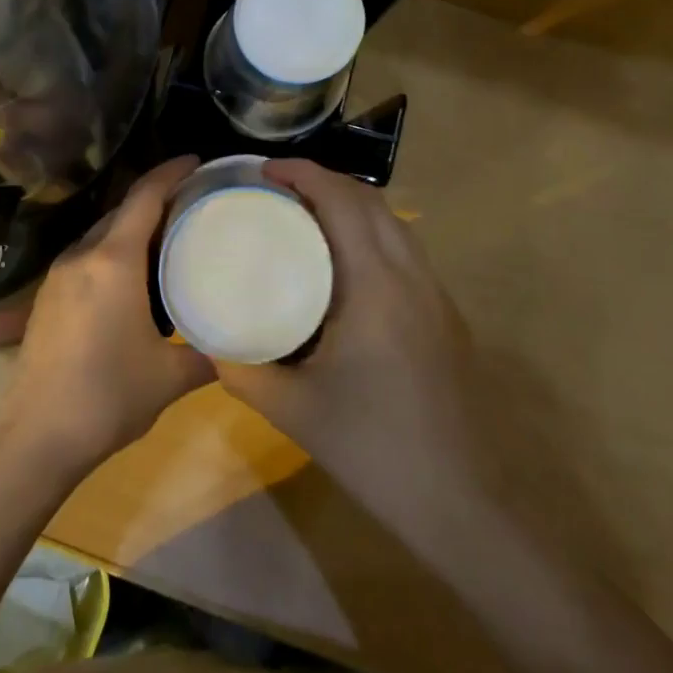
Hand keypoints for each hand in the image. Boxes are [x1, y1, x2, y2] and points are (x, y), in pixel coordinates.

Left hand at [0, 155, 211, 476]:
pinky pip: (88, 256)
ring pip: (103, 233)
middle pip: (123, 210)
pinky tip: (134, 275)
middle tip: (194, 202)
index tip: (196, 161)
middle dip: (157, 199)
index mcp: (113, 261)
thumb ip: (207, 355)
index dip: (170, 172)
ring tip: (169, 236)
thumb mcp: (170, 376)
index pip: (144, 197)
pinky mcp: (48, 296)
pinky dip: (115, 250)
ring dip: (133, 226)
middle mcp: (82, 255)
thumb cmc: (108, 397)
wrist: (35, 437)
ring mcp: (59, 275)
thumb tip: (232, 348)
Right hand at [213, 159, 489, 520]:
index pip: (342, 201)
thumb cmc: (375, 449)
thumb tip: (208, 343)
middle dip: (325, 181)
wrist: (463, 502)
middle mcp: (411, 275)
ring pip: (393, 223)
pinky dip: (370, 233)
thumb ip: (244, 371)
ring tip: (305, 217)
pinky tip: (343, 266)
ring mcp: (435, 294)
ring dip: (351, 205)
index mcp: (375, 284)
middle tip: (277, 190)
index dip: (304, 173)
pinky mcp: (445, 316)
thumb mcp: (294, 412)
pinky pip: (404, 250)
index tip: (264, 170)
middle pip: (371, 200)